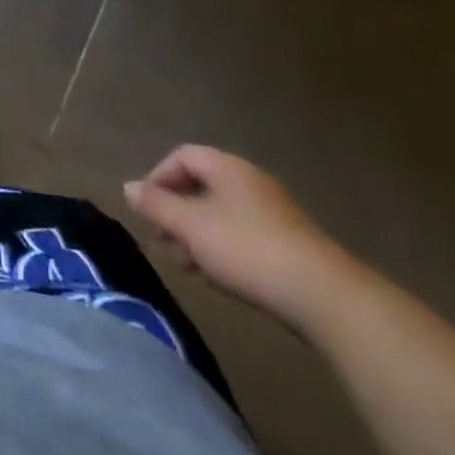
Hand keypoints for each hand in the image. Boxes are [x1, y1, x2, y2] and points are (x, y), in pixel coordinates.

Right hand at [124, 144, 358, 330]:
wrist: (326, 298)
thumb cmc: (247, 250)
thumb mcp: (190, 226)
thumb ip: (156, 205)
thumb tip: (128, 187)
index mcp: (227, 167)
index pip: (181, 156)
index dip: (158, 177)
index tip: (148, 209)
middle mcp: (250, 182)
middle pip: (201, 186)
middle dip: (176, 212)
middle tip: (163, 242)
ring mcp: (273, 214)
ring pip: (220, 215)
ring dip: (196, 235)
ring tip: (187, 266)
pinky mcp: (289, 246)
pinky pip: (243, 236)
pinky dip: (222, 250)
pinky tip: (218, 278)